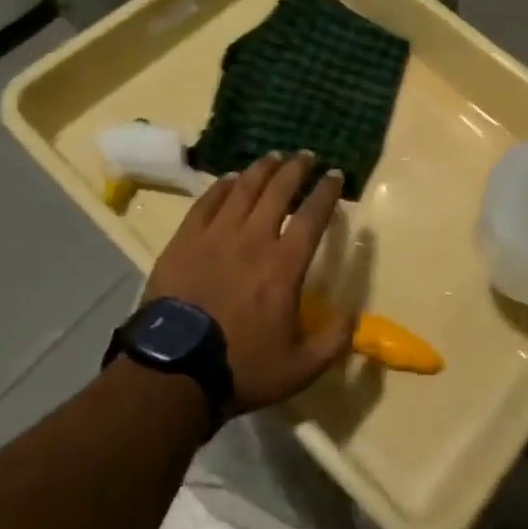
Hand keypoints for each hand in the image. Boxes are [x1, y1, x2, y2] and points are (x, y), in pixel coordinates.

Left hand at [142, 154, 356, 413]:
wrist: (173, 372)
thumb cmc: (240, 368)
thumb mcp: (300, 368)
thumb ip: (334, 340)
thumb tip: (354, 314)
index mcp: (284, 265)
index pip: (313, 216)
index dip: (327, 191)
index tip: (335, 175)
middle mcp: (253, 239)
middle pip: (279, 190)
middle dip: (297, 169)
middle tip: (307, 156)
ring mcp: (216, 236)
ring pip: (244, 188)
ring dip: (262, 169)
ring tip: (274, 157)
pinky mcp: (185, 240)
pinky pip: (207, 201)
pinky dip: (223, 185)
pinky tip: (231, 178)